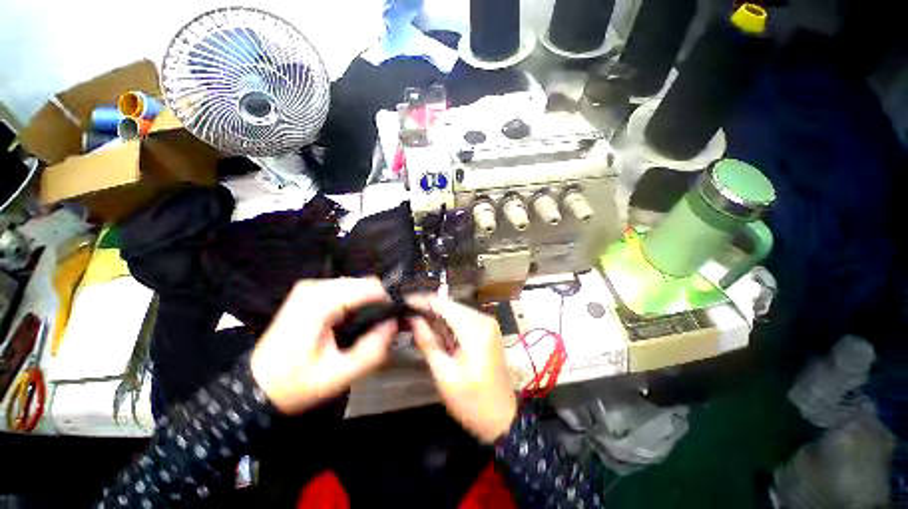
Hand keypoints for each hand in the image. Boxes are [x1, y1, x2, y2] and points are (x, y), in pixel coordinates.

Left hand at [250, 278, 396, 413]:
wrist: (258, 386)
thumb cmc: (295, 384)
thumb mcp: (339, 376)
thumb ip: (372, 350)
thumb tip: (394, 324)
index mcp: (319, 303)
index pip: (369, 287)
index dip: (388, 302)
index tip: (395, 322)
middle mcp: (315, 287)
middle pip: (364, 283)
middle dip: (379, 302)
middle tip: (383, 329)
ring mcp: (311, 287)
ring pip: (357, 284)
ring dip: (369, 302)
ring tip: (370, 327)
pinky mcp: (310, 292)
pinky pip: (346, 288)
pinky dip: (357, 302)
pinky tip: (355, 321)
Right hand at [407, 295, 516, 443]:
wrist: (502, 418)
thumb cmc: (471, 401)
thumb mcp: (444, 374)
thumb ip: (428, 342)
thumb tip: (413, 318)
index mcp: (475, 329)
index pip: (444, 305)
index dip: (422, 301)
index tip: (403, 302)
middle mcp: (484, 319)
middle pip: (450, 305)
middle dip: (428, 309)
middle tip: (406, 316)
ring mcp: (487, 324)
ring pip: (455, 311)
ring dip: (437, 317)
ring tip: (416, 324)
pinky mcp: (487, 330)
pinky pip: (462, 319)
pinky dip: (447, 324)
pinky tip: (435, 333)